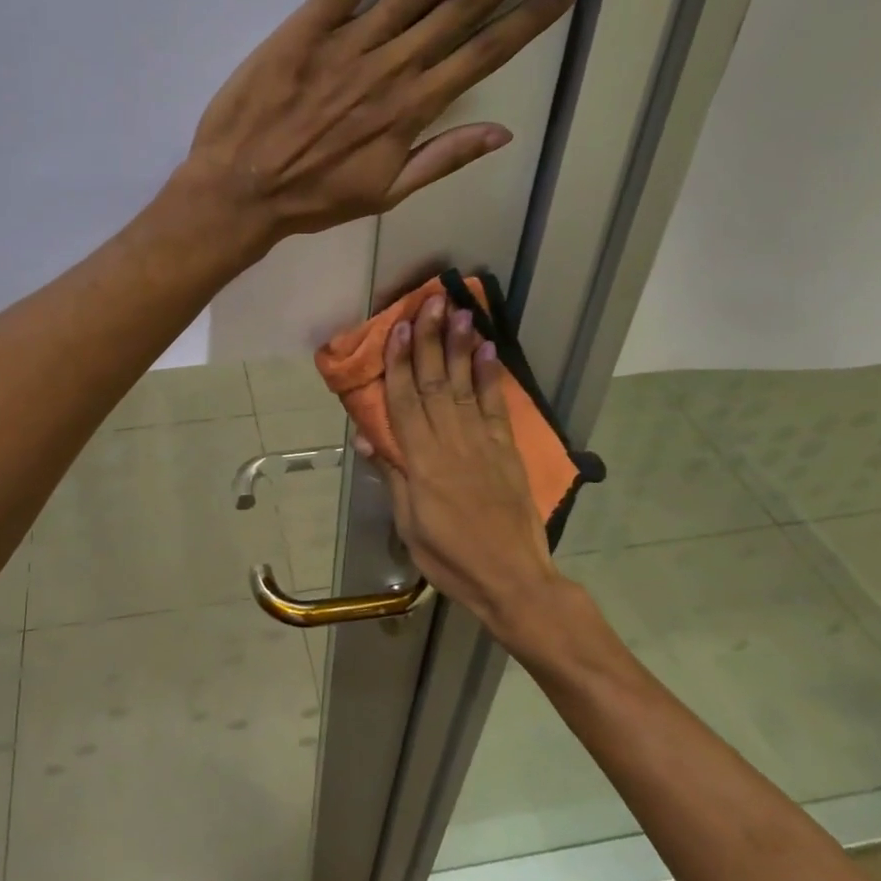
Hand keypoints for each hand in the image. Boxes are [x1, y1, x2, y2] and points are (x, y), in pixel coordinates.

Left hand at [173, 0, 585, 247]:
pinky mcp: (309, 25)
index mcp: (413, 111)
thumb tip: (504, 133)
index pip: (486, 53)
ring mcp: (351, 43)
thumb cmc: (311, 198)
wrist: (240, 191)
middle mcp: (393, 69)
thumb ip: (443, 160)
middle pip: (465, 7)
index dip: (534, 15)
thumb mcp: (384, 194)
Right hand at [360, 294, 568, 642]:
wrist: (512, 578)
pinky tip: (487, 350)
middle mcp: (450, 443)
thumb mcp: (408, 523)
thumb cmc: (449, 557)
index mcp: (421, 463)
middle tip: (430, 301)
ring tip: (459, 311)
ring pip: (464, 386)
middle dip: (431, 340)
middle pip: (435, 383)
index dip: (400, 363)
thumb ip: (393, 476)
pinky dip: (490, 376)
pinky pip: (495, 406)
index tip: (398, 328)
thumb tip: (368, 437)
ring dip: (460, 347)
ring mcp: (482, 444)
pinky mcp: (506, 450)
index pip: (405, 402)